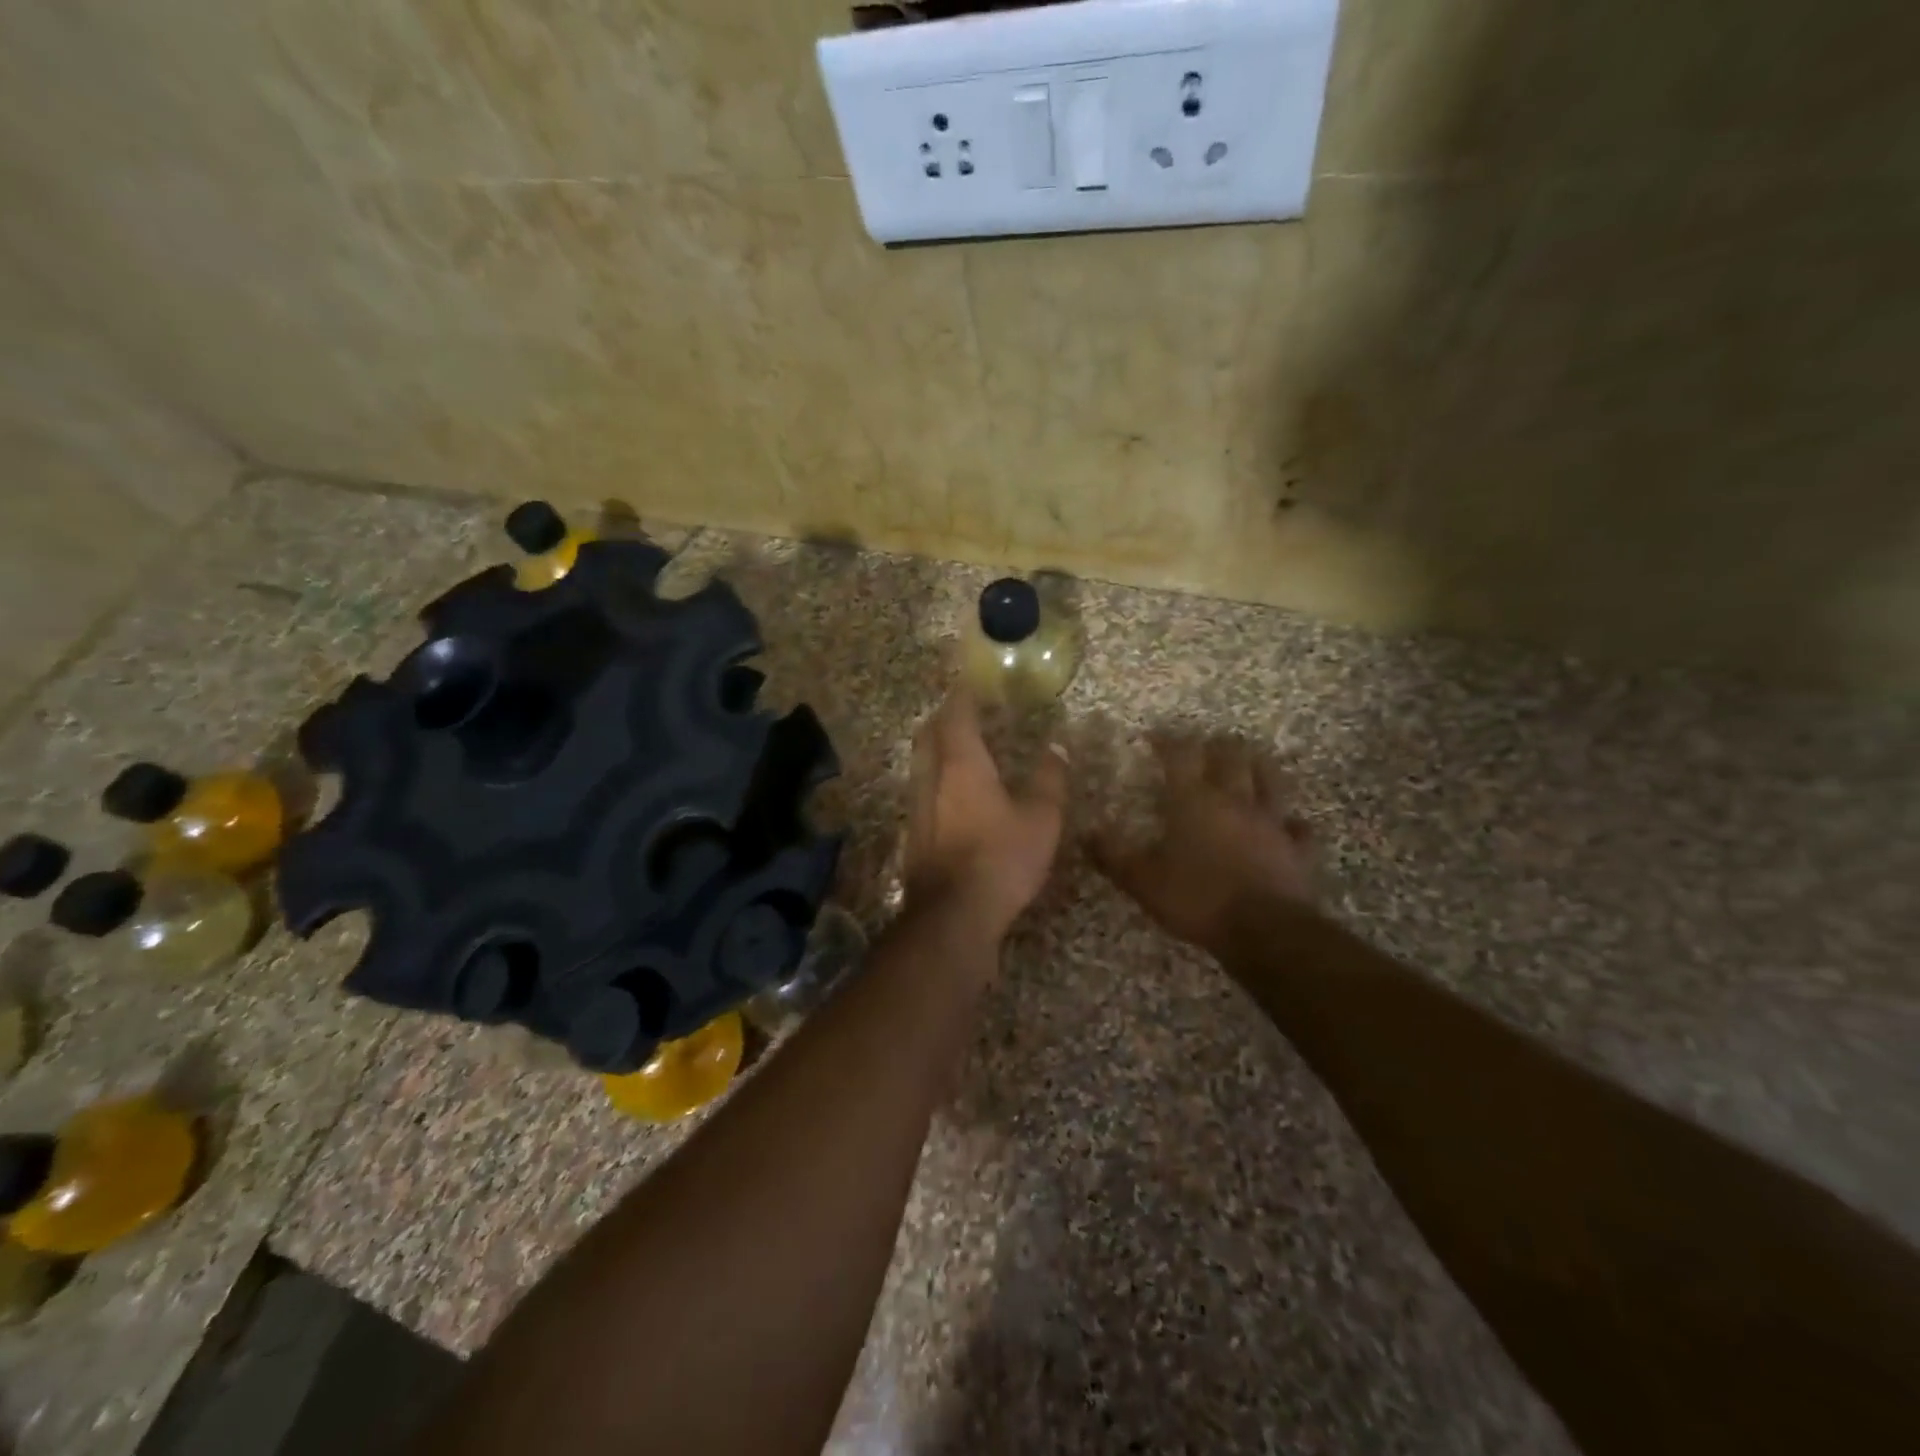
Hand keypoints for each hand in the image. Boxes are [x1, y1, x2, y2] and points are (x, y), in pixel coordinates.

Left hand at [904, 690, 1066, 942]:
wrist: (953, 915)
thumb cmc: (1001, 858)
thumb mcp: (1041, 819)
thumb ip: (1050, 780)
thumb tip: (1057, 747)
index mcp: (962, 764)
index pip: (955, 715)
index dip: (962, 696)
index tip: (972, 684)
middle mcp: (931, 778)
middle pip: (928, 734)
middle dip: (943, 718)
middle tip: (963, 712)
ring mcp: (916, 807)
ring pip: (920, 763)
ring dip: (936, 749)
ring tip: (958, 749)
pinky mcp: (912, 834)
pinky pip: (920, 791)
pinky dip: (934, 779)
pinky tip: (951, 796)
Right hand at [1092, 736, 1317, 956]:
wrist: (1263, 930)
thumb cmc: (1197, 899)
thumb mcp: (1143, 881)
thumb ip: (1113, 856)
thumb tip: (1086, 834)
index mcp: (1194, 802)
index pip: (1180, 756)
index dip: (1167, 741)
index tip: (1154, 736)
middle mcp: (1234, 801)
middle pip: (1232, 757)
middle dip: (1218, 745)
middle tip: (1208, 745)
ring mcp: (1271, 823)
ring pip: (1270, 781)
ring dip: (1259, 767)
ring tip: (1251, 762)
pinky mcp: (1297, 849)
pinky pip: (1299, 829)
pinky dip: (1293, 823)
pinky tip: (1290, 825)